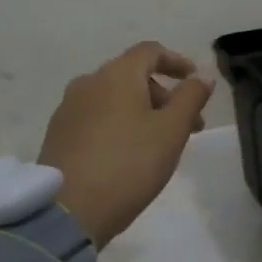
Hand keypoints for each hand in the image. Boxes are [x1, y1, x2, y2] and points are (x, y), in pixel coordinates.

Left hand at [38, 42, 214, 245]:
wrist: (69, 210)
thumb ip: (191, 98)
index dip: (176, 61)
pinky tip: (129, 153)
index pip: (150, 51)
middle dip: (164, 95)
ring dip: (142, 111)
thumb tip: (202, 77)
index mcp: (116, 75)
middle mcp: (88, 83)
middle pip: (132, 75)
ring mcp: (68, 109)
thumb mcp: (171, 131)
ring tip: (159, 143)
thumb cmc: (129, 164)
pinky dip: (119, 124)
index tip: (195, 80)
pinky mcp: (58, 134)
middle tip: (187, 126)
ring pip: (113, 98)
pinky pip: (97, 117)